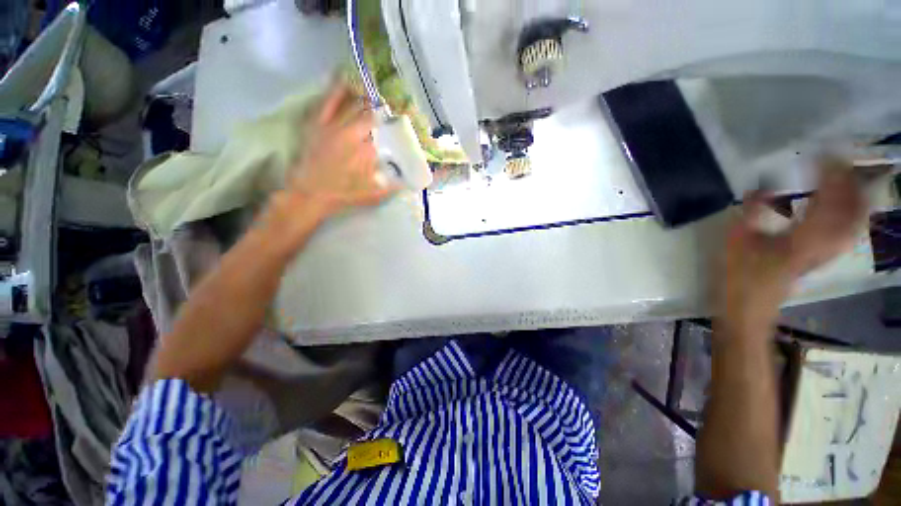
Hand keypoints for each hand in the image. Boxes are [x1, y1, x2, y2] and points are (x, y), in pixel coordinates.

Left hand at [288, 83, 400, 219]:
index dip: (393, 132)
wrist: (310, 193)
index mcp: (368, 152)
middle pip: (371, 117)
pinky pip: (328, 101)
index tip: (398, 131)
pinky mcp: (318, 123)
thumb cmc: (344, 196)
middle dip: (381, 113)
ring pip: (353, 105)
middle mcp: (353, 135)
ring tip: (375, 96)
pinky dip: (337, 89)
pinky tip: (345, 79)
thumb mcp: (374, 196)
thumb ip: (393, 187)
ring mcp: (334, 126)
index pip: (385, 136)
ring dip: (366, 100)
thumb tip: (409, 182)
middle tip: (388, 113)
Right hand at [717, 161, 865, 331]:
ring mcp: (826, 252)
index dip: (830, 174)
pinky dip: (850, 214)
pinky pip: (847, 231)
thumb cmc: (739, 276)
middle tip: (839, 159)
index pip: (829, 200)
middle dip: (850, 182)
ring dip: (855, 196)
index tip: (823, 152)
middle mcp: (824, 244)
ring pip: (854, 221)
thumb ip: (752, 212)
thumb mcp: (737, 242)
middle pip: (852, 209)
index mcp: (803, 238)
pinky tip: (844, 205)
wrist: (749, 308)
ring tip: (845, 176)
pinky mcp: (822, 257)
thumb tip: (761, 185)